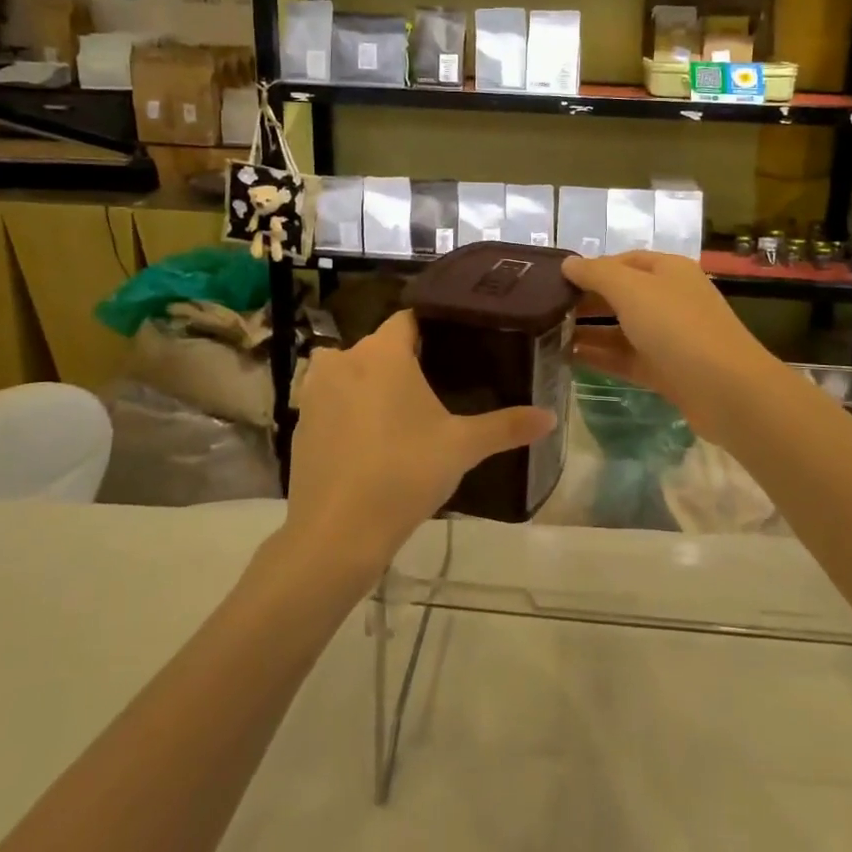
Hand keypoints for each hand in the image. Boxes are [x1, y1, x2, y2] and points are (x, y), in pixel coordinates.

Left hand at [284, 310, 554, 577]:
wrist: (337, 532)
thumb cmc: (405, 474)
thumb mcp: (462, 447)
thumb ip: (507, 427)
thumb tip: (551, 417)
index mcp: (383, 352)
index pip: (409, 319)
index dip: (432, 330)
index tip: (454, 348)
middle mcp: (343, 358)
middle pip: (379, 346)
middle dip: (404, 360)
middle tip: (437, 387)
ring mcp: (314, 390)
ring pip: (349, 370)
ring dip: (370, 382)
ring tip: (401, 413)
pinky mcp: (299, 422)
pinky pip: (330, 400)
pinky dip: (347, 410)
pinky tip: (368, 441)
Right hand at [562, 252, 778, 447]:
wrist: (726, 390)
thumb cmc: (677, 327)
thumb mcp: (631, 290)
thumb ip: (596, 274)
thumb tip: (568, 264)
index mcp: (668, 271)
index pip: (623, 261)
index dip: (590, 268)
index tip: (554, 281)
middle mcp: (670, 299)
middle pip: (621, 295)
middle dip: (585, 301)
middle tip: (544, 311)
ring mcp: (669, 338)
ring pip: (621, 329)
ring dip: (588, 332)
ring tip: (548, 336)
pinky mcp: (666, 371)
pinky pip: (626, 359)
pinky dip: (600, 358)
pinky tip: (568, 360)